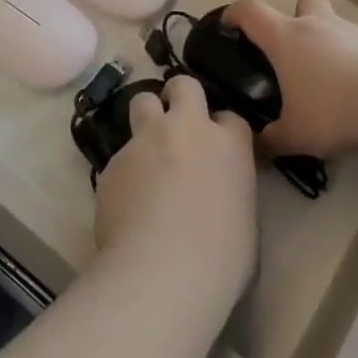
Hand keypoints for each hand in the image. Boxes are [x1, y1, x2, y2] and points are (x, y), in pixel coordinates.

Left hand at [93, 76, 256, 311]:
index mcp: (228, 144)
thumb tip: (216, 189)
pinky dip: (125, 169)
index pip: (230, 116)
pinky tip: (126, 200)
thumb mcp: (244, 218)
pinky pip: (119, 154)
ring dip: (146, 117)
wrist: (163, 271)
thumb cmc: (220, 258)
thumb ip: (230, 187)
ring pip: (142, 101)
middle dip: (179, 95)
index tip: (216, 146)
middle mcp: (187, 129)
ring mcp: (146, 140)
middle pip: (183, 85)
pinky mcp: (113, 160)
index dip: (221, 129)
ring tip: (146, 149)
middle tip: (176, 121)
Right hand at [226, 0, 357, 158]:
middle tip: (293, 48)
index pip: (251, 11)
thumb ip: (271, 139)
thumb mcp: (294, 135)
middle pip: (302, 0)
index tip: (229, 24)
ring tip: (328, 77)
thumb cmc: (332, 110)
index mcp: (285, 38)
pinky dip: (353, 58)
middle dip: (295, 14)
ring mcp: (351, 31)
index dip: (235, 13)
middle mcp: (316, 25)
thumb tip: (257, 144)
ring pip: (333, 21)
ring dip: (327, 39)